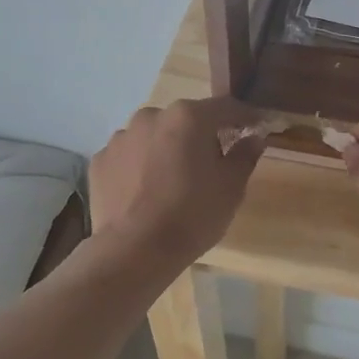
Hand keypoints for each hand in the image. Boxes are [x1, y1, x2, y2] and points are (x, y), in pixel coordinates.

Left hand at [89, 98, 264, 269]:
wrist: (134, 251)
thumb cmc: (193, 215)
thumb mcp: (232, 187)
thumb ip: (245, 155)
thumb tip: (254, 137)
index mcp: (188, 116)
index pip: (225, 107)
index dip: (245, 117)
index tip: (258, 127)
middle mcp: (151, 116)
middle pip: (185, 120)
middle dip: (201, 136)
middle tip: (212, 164)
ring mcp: (121, 137)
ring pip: (154, 137)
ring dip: (167, 150)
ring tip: (173, 182)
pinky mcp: (100, 161)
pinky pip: (129, 157)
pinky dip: (140, 167)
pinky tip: (145, 193)